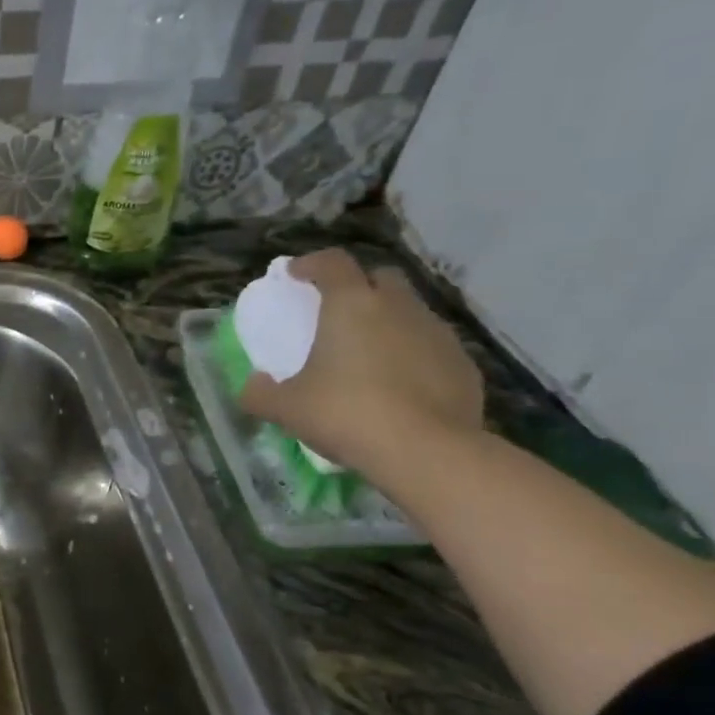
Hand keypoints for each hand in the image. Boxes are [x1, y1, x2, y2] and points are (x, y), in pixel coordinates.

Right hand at [237, 249, 484, 479]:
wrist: (425, 451)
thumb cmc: (345, 414)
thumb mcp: (286, 409)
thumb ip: (260, 393)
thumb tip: (251, 386)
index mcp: (351, 305)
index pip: (332, 263)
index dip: (311, 264)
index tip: (295, 275)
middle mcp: (398, 307)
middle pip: (380, 278)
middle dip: (358, 287)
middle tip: (337, 314)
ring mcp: (437, 333)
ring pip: (409, 312)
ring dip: (388, 323)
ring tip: (368, 356)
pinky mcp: (463, 364)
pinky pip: (430, 347)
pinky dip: (412, 356)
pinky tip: (399, 387)